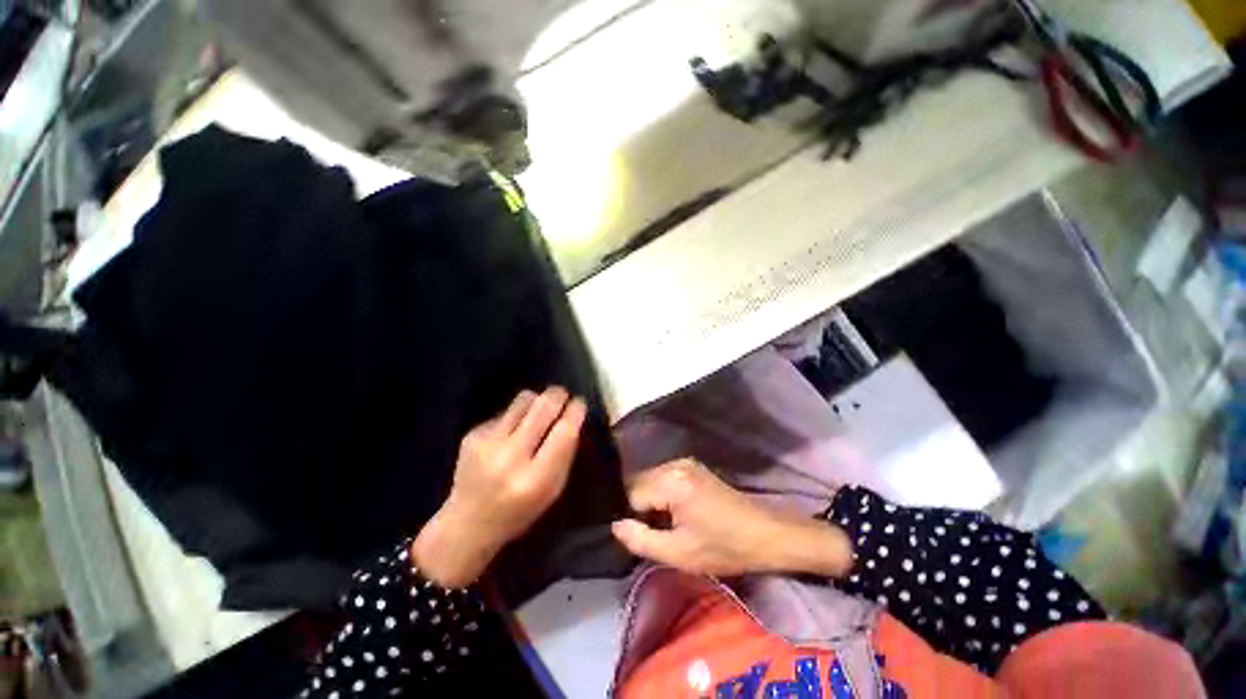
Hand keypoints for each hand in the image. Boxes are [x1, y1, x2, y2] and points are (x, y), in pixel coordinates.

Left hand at [413, 387, 586, 586]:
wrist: (466, 524)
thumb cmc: (519, 511)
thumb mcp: (552, 491)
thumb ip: (564, 455)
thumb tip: (572, 417)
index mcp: (535, 478)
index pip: (563, 431)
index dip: (575, 411)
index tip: (580, 402)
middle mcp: (510, 457)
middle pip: (543, 407)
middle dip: (558, 395)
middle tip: (564, 394)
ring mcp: (487, 443)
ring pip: (523, 400)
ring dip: (537, 400)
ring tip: (539, 410)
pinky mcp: (472, 435)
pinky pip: (505, 412)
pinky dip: (516, 416)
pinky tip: (512, 432)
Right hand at [611, 459, 852, 577]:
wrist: (764, 534)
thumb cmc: (724, 547)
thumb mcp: (680, 553)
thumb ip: (641, 540)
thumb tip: (615, 525)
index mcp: (671, 481)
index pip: (630, 494)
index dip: (629, 517)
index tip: (636, 537)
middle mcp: (674, 464)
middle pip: (638, 483)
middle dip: (637, 508)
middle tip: (647, 534)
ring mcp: (684, 463)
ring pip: (649, 480)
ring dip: (648, 502)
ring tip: (660, 526)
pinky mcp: (691, 467)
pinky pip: (662, 478)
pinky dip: (660, 496)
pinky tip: (671, 515)